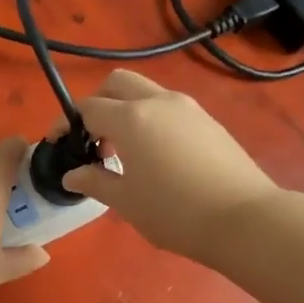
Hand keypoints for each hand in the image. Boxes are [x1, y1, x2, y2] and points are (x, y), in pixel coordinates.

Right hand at [61, 71, 278, 261]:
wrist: (244, 219)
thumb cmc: (174, 212)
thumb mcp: (126, 201)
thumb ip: (94, 181)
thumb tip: (72, 174)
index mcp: (131, 118)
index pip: (88, 107)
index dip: (67, 124)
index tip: (59, 145)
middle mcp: (158, 102)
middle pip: (117, 82)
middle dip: (98, 102)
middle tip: (94, 139)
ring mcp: (188, 108)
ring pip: (146, 93)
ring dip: (126, 110)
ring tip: (125, 152)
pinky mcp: (209, 121)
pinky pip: (169, 108)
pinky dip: (151, 120)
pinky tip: (156, 157)